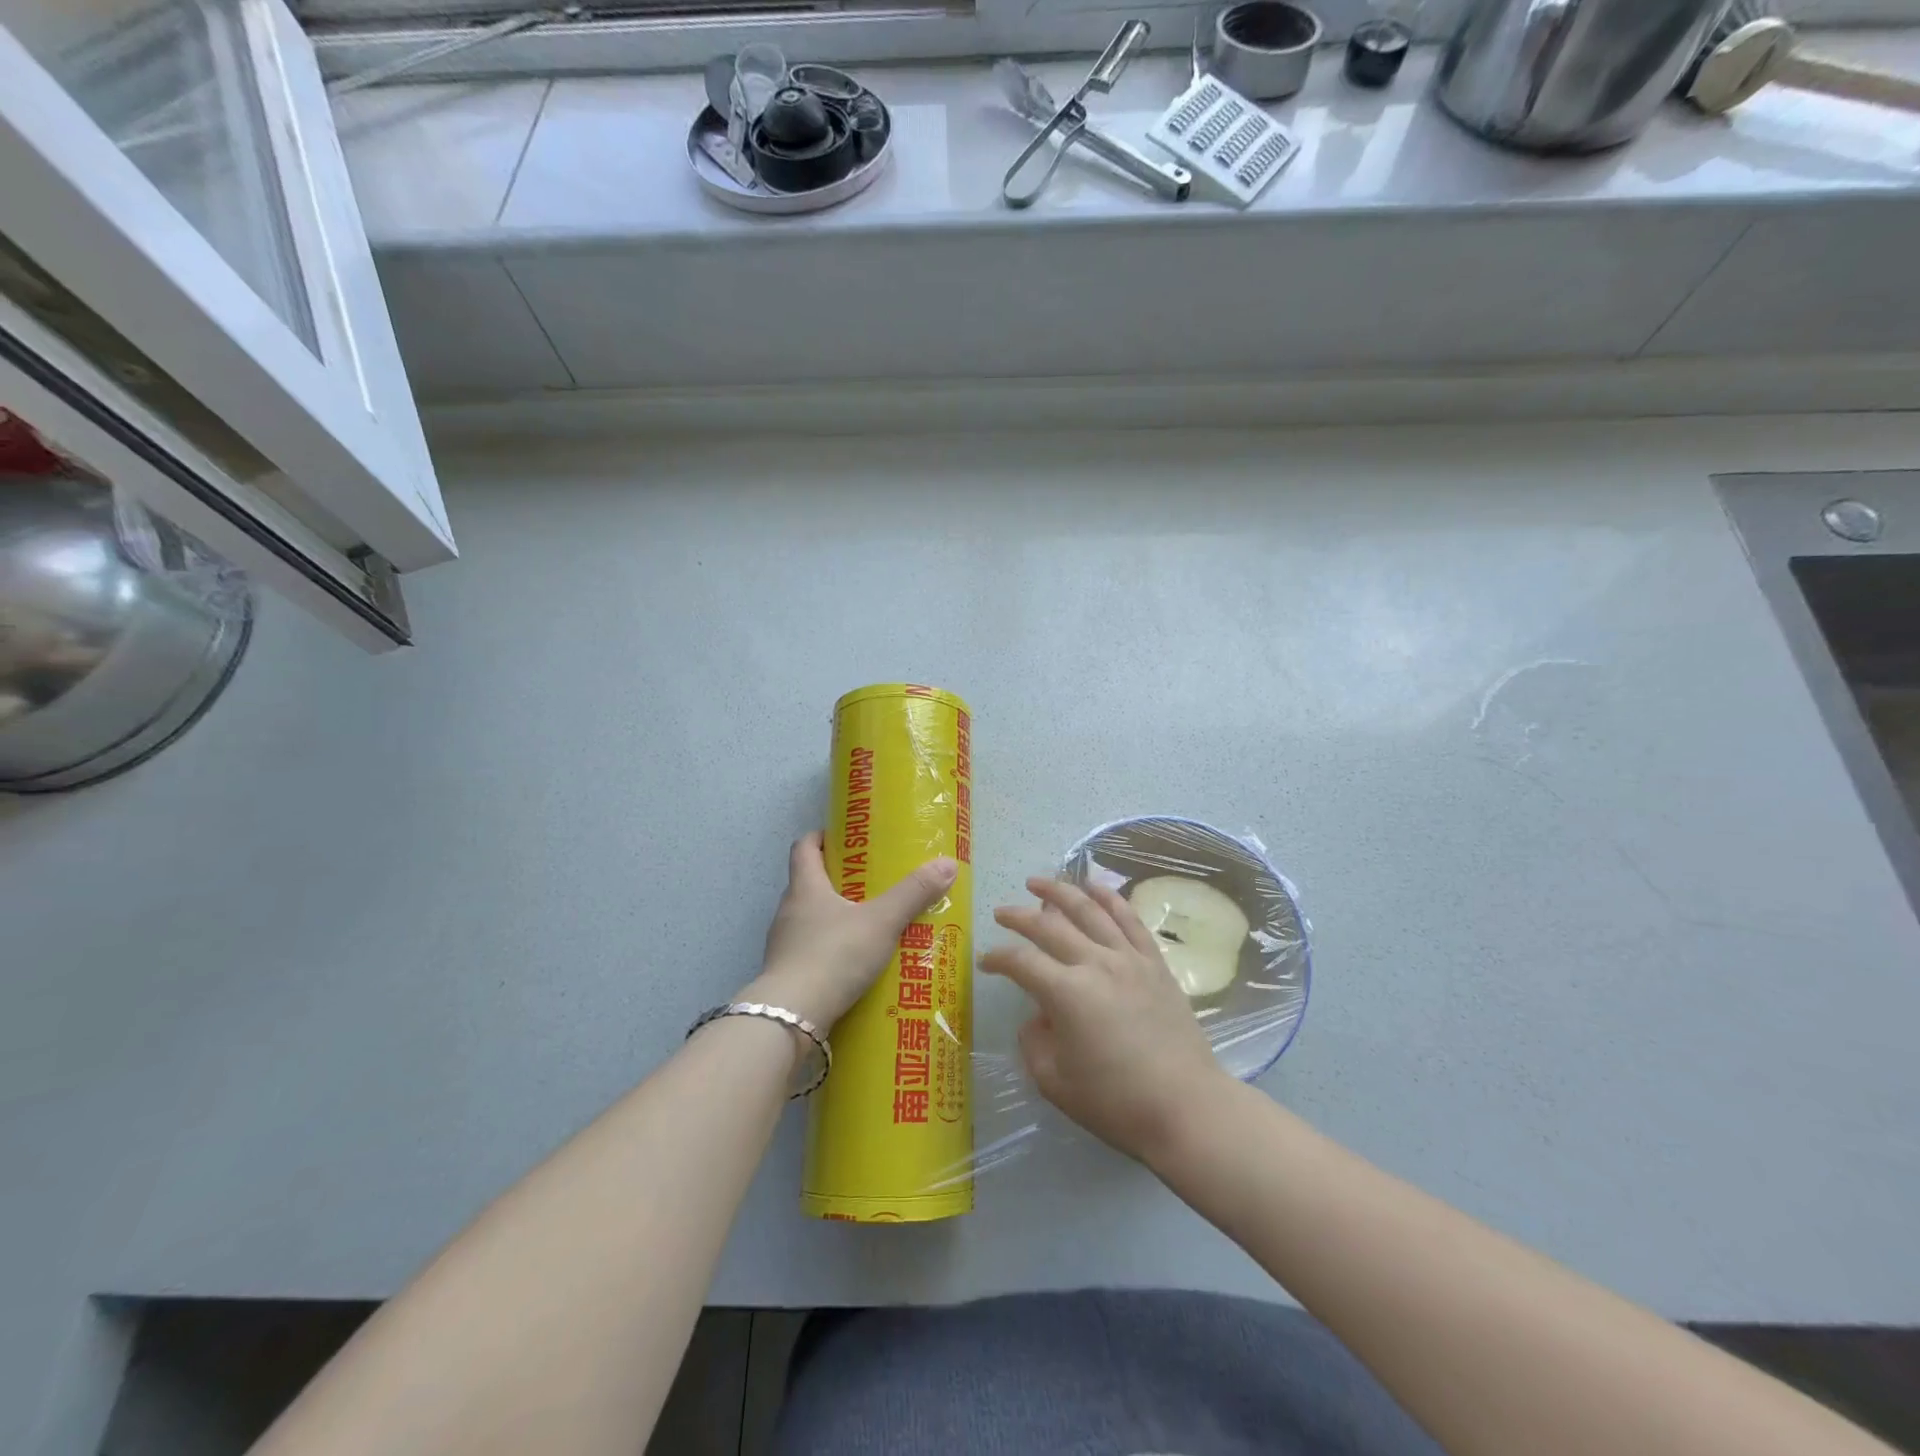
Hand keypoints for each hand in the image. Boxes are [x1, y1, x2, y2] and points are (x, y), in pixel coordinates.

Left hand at [740, 832, 957, 1031]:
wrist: (791, 1018)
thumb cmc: (833, 955)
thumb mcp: (881, 921)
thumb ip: (913, 893)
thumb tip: (948, 863)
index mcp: (805, 887)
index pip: (804, 848)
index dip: (821, 837)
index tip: (845, 838)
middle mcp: (789, 910)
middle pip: (808, 883)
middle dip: (837, 880)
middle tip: (872, 882)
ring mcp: (784, 944)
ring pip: (810, 919)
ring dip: (835, 918)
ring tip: (869, 925)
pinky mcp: (787, 974)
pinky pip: (811, 951)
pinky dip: (831, 950)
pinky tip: (855, 964)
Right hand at [983, 876, 1230, 1163]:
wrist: (1186, 1107)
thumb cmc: (1116, 1102)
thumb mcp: (1054, 1082)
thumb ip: (1034, 1042)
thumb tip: (1038, 1016)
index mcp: (1067, 994)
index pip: (1021, 962)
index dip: (998, 959)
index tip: (985, 962)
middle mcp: (1096, 964)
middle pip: (1050, 926)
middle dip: (1019, 916)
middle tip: (1001, 912)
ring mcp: (1129, 959)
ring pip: (1090, 910)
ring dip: (1061, 891)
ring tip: (1039, 882)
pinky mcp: (1154, 963)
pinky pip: (1130, 919)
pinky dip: (1109, 898)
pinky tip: (1094, 886)